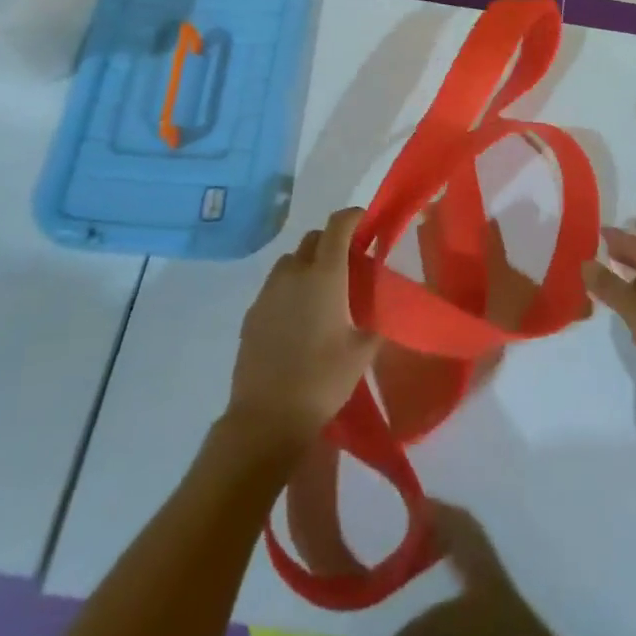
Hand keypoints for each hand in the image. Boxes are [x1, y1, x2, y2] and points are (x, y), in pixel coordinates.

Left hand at [224, 209, 381, 457]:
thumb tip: (384, 304)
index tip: (367, 224)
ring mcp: (268, 292)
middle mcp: (294, 273)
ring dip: (309, 264)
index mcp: (325, 275)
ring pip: (291, 261)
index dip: (354, 217)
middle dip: (333, 241)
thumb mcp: (363, 351)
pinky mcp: (252, 313)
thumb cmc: (323, 380)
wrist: (267, 417)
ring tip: (323, 292)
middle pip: (314, 239)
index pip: (338, 225)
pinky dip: (290, 289)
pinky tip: (299, 318)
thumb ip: (376, 319)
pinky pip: (275, 287)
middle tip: (351, 264)